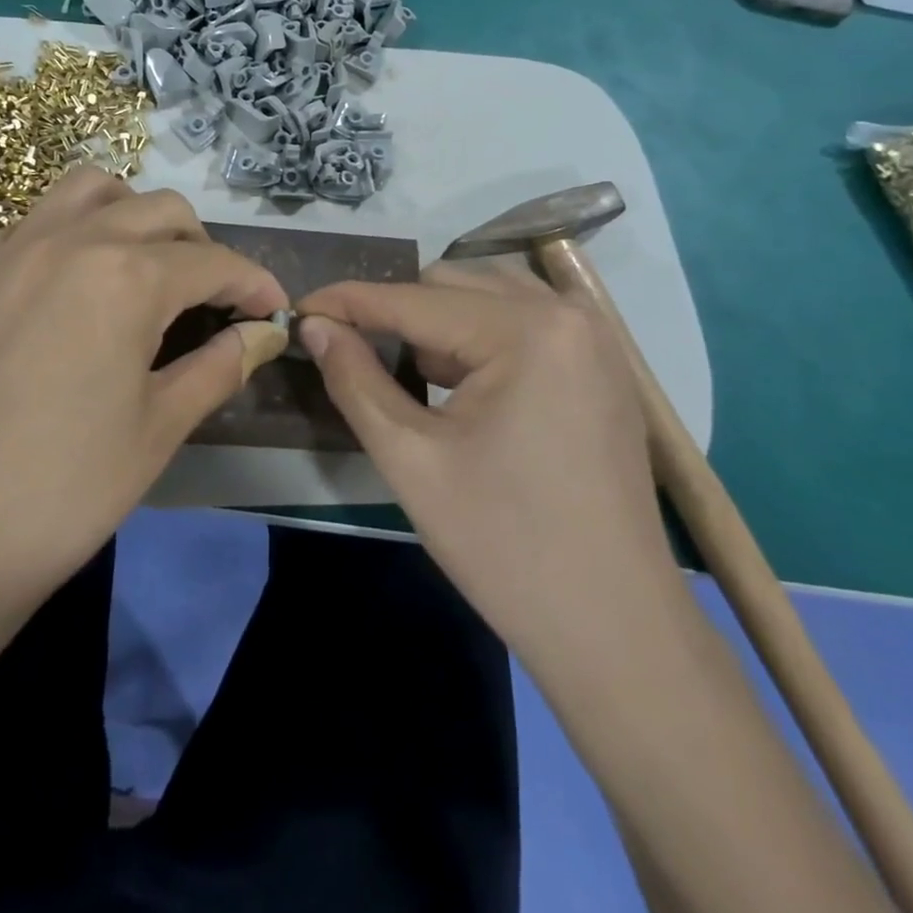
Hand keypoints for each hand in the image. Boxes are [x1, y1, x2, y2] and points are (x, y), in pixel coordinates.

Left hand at [0, 168, 288, 602]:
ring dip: (130, 215)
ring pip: (87, 191)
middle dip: (201, 246)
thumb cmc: (66, 489)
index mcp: (125, 276)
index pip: (213, 262)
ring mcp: (4, 250)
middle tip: (209, 299)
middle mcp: (67, 240)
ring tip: (139, 267)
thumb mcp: (161, 426)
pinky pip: (28, 227)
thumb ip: (221, 364)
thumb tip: (265, 334)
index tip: (273, 310)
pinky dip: (65, 240)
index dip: (254, 284)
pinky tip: (63, 297)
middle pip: (159, 209)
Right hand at [297, 259, 674, 661]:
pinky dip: (478, 335)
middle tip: (350, 352)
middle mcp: (566, 311)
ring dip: (436, 320)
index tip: (297, 311)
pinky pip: (523, 319)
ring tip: (403, 370)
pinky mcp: (601, 364)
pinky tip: (457, 382)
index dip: (347, 302)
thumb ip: (354, 379)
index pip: (413, 299)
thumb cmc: (506, 547)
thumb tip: (313, 326)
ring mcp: (593, 336)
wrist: (615, 629)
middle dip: (394, 312)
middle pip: (451, 283)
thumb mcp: (411, 459)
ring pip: (487, 294)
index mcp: (526, 330)